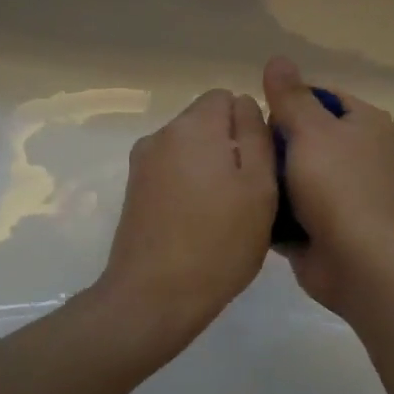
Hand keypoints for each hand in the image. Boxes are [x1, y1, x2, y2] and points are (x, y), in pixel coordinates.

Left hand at [97, 88, 276, 349]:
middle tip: (248, 194)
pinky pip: (172, 172)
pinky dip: (188, 186)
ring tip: (224, 213)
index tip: (260, 164)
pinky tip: (198, 223)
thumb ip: (256, 135)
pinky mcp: (134, 191)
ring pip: (189, 149)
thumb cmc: (219, 242)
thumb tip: (245, 103)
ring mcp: (142, 163)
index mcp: (193, 126)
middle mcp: (162, 134)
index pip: (227, 97)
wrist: (153, 296)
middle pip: (205, 122)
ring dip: (209, 168)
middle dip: (229, 146)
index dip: (249, 125)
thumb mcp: (259, 186)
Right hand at [263, 56, 393, 315]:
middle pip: (303, 134)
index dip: (287, 103)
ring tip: (242, 179)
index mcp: (364, 123)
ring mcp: (343, 191)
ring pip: (294, 172)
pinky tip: (248, 207)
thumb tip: (277, 58)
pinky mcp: (327, 223)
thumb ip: (290, 96)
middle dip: (274, 144)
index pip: (319, 96)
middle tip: (247, 153)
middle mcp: (358, 153)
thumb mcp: (310, 131)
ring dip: (271, 178)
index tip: (260, 119)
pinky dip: (275, 208)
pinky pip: (292, 206)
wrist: (359, 263)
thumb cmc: (338, 187)